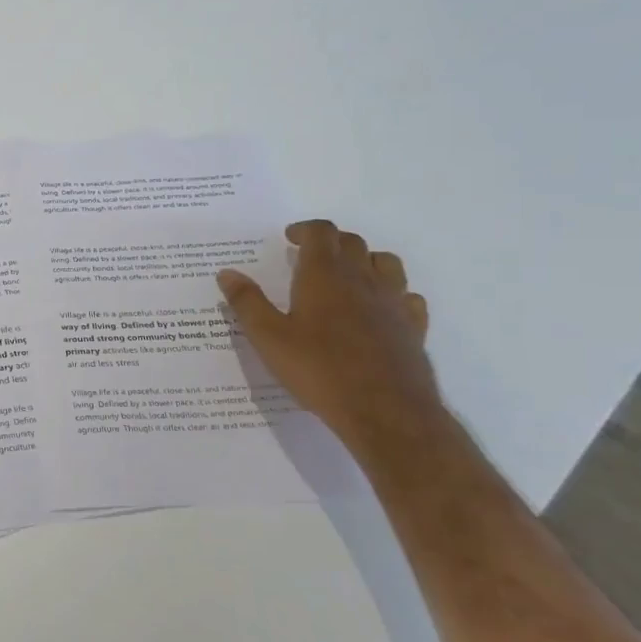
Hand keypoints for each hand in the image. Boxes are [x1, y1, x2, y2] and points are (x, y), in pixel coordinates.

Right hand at [218, 220, 443, 451]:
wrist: (385, 411)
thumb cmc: (318, 370)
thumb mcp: (268, 338)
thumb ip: (247, 302)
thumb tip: (227, 272)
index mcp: (325, 275)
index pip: (321, 232)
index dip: (305, 229)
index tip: (289, 238)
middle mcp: (363, 279)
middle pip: (352, 243)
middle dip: (330, 242)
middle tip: (309, 257)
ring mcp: (394, 302)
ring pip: (386, 263)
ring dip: (365, 260)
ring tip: (346, 276)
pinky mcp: (413, 327)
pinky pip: (407, 296)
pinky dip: (392, 292)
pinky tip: (379, 309)